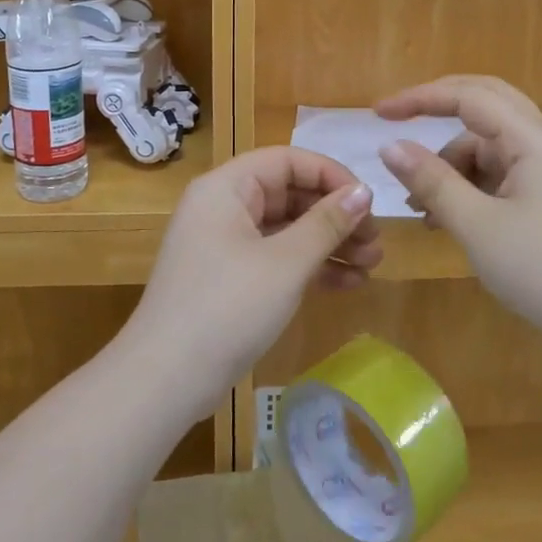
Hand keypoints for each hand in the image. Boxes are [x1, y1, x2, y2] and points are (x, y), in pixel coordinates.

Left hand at [123, 147, 381, 421]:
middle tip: (376, 241)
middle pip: (289, 194)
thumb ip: (327, 223)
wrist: (166, 380)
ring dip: (330, 244)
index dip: (331, 176)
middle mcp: (223, 207)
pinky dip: (310, 267)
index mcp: (227, 188)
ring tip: (372, 265)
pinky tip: (349, 284)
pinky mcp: (230, 279)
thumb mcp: (285, 263)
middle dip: (336, 216)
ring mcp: (225, 245)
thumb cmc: (228, 308)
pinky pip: (277, 258)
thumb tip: (363, 191)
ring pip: (287, 229)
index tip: (369, 202)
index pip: (287, 161)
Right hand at [376, 75, 541, 338]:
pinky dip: (469, 187)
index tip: (378, 113)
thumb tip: (389, 146)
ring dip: (450, 166)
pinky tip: (446, 220)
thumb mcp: (477, 226)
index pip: (469, 96)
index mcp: (533, 140)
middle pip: (484, 106)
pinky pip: (499, 174)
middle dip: (438, 112)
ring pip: (488, 146)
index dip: (421, 98)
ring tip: (419, 209)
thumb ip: (432, 181)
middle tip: (397, 124)